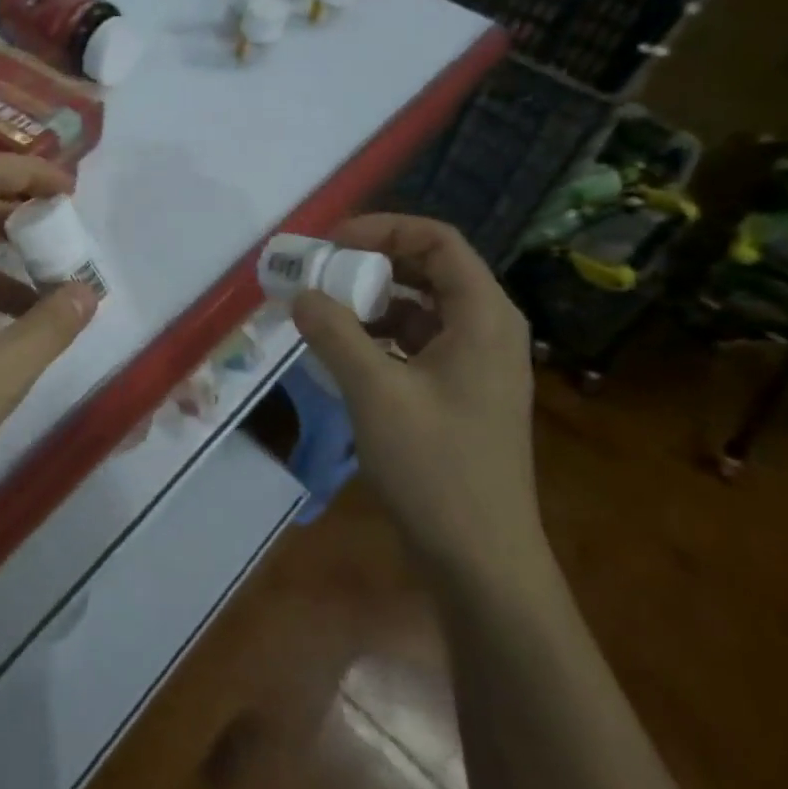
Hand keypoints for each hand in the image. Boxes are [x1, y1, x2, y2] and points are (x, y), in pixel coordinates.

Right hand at [291, 214, 541, 589]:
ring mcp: (475, 362)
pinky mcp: (459, 390)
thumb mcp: (375, 392)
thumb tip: (301, 293)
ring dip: (370, 299)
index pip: (437, 239)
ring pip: (419, 305)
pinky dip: (378, 334)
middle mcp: (487, 328)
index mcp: (484, 316)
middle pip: (428, 267)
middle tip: (318, 273)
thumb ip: (334, 332)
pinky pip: (415, 340)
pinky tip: (342, 351)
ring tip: (322, 310)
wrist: (481, 560)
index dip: (382, 228)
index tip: (330, 244)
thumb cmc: (436, 469)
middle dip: (369, 262)